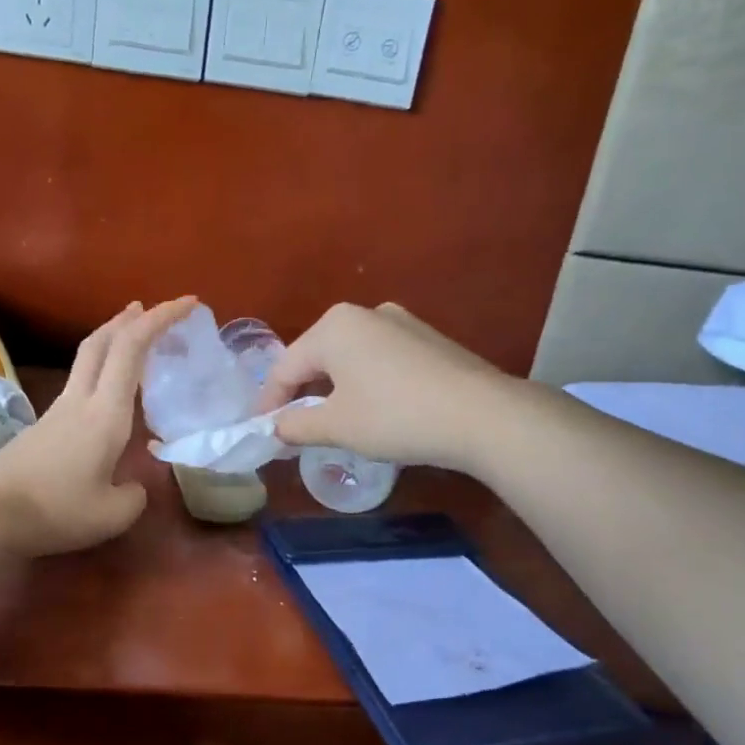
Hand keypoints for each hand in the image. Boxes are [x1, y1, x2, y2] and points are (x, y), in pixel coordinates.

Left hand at [0, 298, 196, 555]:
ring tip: (131, 344)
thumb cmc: (53, 510)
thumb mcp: (110, 515)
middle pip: (101, 341)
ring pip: (87, 360)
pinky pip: (78, 385)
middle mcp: (79, 401)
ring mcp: (56, 412)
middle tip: (149, 310)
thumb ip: (133, 497)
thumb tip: (133, 487)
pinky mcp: (41, 428)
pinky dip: (100, 373)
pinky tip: (106, 396)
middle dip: (130, 319)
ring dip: (112, 343)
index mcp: (104, 413)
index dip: (160, 318)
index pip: (132, 349)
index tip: (187, 304)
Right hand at [257, 302, 513, 470]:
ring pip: (349, 358)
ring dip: (333, 389)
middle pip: (317, 358)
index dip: (270, 402)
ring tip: (330, 422)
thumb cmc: (396, 417)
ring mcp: (401, 323)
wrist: (483, 415)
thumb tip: (274, 429)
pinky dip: (364, 384)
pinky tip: (373, 410)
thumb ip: (295, 426)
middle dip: (301, 394)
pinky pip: (379, 360)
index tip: (261, 431)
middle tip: (292, 428)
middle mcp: (364, 314)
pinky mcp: (428, 340)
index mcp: (334, 326)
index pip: (286, 367)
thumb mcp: (337, 426)